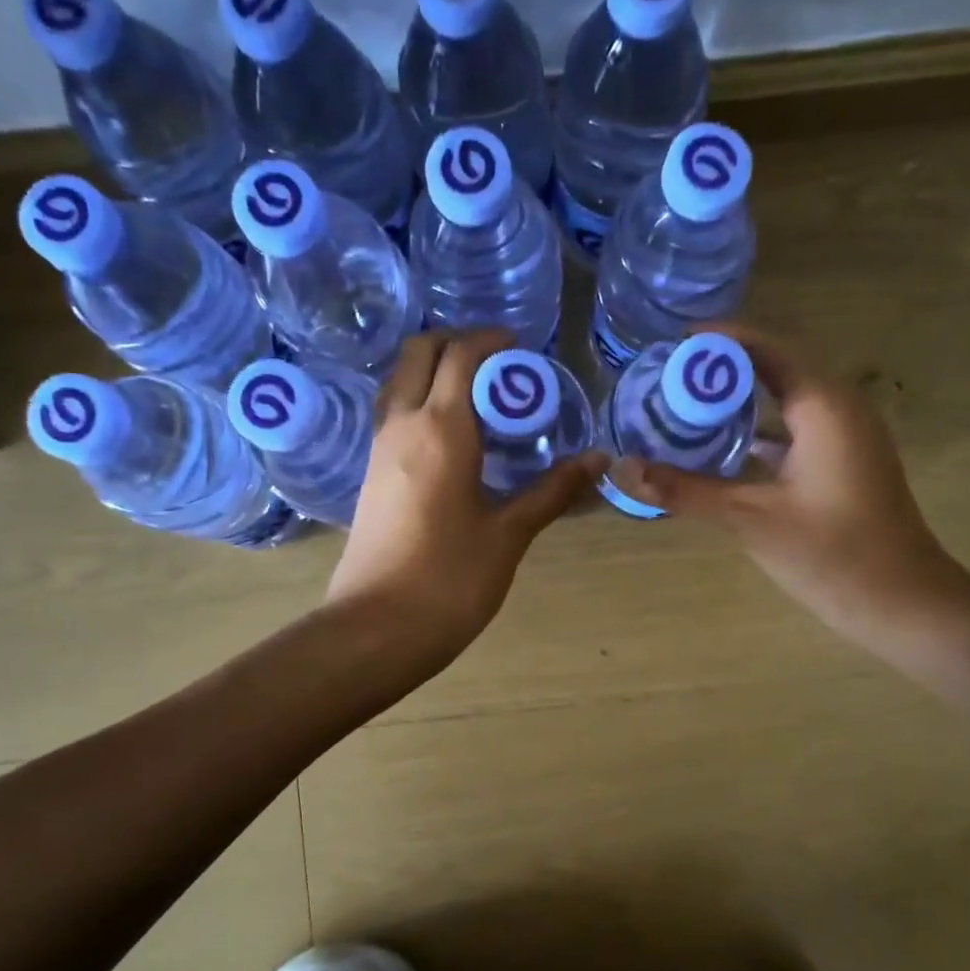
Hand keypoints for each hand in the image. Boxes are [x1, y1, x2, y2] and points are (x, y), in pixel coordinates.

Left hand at [327, 331, 607, 662]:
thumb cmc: (449, 580)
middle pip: (419, 354)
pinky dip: (421, 404)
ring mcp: (378, 451)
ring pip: (400, 383)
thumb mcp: (508, 535)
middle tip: (499, 365)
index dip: (491, 341)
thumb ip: (552, 492)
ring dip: (434, 373)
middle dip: (457, 343)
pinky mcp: (370, 476)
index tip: (522, 348)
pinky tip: (454, 439)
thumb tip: (599, 459)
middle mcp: (402, 426)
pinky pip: (394, 417)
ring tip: (480, 398)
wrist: (377, 629)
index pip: (461, 355)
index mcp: (440, 430)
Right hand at [607, 326, 962, 648]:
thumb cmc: (833, 555)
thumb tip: (623, 469)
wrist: (902, 603)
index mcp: (824, 406)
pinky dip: (756, 429)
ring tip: (685, 403)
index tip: (669, 343)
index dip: (719, 340)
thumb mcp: (751, 519)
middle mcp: (838, 408)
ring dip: (739, 398)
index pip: (767, 348)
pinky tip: (720, 447)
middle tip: (667, 374)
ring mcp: (844, 436)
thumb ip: (686, 491)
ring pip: (784, 399)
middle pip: (775, 367)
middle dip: (721, 367)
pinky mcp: (842, 463)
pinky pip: (793, 428)